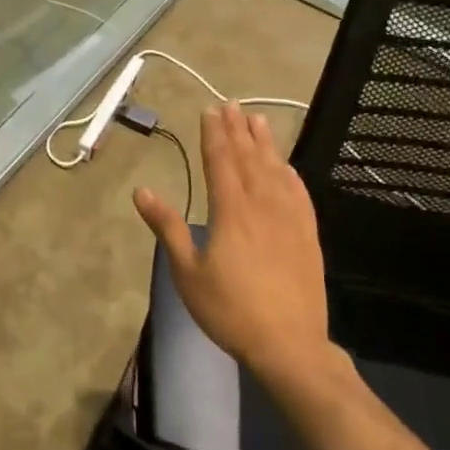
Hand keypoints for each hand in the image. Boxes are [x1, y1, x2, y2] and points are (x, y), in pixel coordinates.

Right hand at [133, 103, 329, 381]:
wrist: (289, 345)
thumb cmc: (230, 310)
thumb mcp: (188, 272)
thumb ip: (167, 228)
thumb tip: (141, 192)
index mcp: (230, 211)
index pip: (221, 161)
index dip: (214, 134)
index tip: (210, 110)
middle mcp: (262, 205)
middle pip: (249, 158)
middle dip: (238, 130)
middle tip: (232, 104)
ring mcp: (289, 219)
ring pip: (276, 170)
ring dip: (265, 143)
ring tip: (258, 119)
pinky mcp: (308, 236)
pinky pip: (299, 194)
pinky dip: (291, 174)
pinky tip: (287, 166)